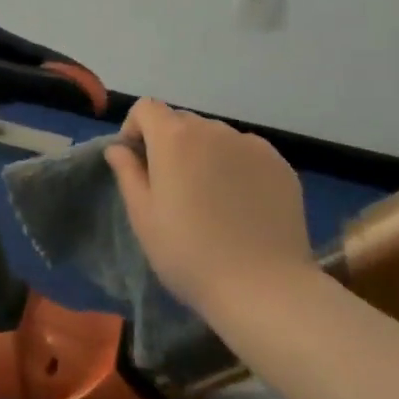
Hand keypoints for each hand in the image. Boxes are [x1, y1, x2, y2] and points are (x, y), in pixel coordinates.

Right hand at [104, 98, 315, 319]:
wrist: (264, 290)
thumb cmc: (190, 254)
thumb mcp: (144, 218)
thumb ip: (127, 173)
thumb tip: (118, 148)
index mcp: (174, 137)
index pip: (147, 108)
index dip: (136, 128)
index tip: (138, 161)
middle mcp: (212, 129)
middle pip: (181, 121)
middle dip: (170, 143)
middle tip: (173, 187)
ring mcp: (250, 145)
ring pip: (215, 137)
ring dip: (204, 154)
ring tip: (211, 198)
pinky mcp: (279, 164)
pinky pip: (246, 153)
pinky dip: (237, 166)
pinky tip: (242, 203)